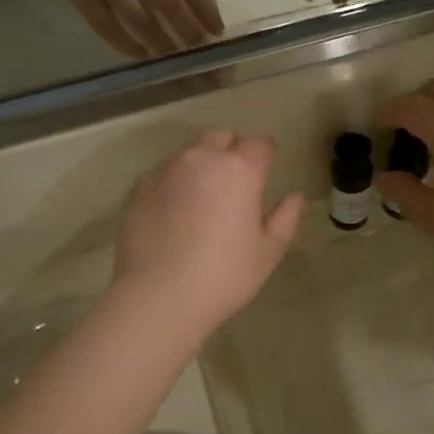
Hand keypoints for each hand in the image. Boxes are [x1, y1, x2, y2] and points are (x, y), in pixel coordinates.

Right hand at [29, 0, 224, 59]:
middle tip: (200, 49)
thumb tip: (197, 9)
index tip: (217, 28)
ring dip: (161, 42)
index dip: (204, 4)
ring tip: (175, 58)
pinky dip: (129, 46)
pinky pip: (109, 29)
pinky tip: (144, 56)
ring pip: (139, 18)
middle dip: (187, 27)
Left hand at [114, 131, 305, 334]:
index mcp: (239, 168)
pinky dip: (173, 183)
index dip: (267, 156)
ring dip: (200, 164)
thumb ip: (286, 218)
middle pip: (220, 137)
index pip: (261, 145)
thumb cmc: (224, 275)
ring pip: (188, 152)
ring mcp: (165, 170)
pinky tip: (174, 212)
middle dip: (231, 150)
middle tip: (235, 182)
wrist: (158, 296)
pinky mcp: (138, 188)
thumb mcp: (268, 252)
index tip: (267, 173)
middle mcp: (201, 158)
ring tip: (202, 197)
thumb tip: (295, 196)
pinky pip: (163, 174)